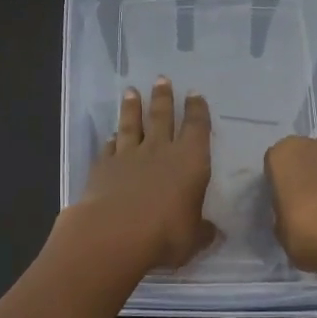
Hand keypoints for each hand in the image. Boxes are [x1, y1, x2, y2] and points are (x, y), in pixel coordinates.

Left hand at [65, 78, 215, 271]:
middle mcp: (160, 151)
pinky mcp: (103, 167)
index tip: (194, 94)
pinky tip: (110, 136)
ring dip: (132, 108)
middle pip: (162, 117)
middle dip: (163, 97)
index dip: (197, 110)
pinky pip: (109, 148)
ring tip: (131, 91)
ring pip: (132, 125)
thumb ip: (203, 231)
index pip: (197, 128)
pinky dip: (111, 140)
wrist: (114, 234)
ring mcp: (128, 156)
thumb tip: (213, 231)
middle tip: (161, 78)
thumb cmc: (165, 234)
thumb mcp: (193, 239)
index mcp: (190, 162)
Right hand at [264, 135, 316, 282]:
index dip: (277, 185)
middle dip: (304, 178)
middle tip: (304, 207)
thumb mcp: (282, 234)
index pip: (273, 164)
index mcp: (285, 154)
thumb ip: (282, 216)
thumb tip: (289, 215)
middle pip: (304, 159)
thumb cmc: (313, 235)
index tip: (282, 205)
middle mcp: (315, 144)